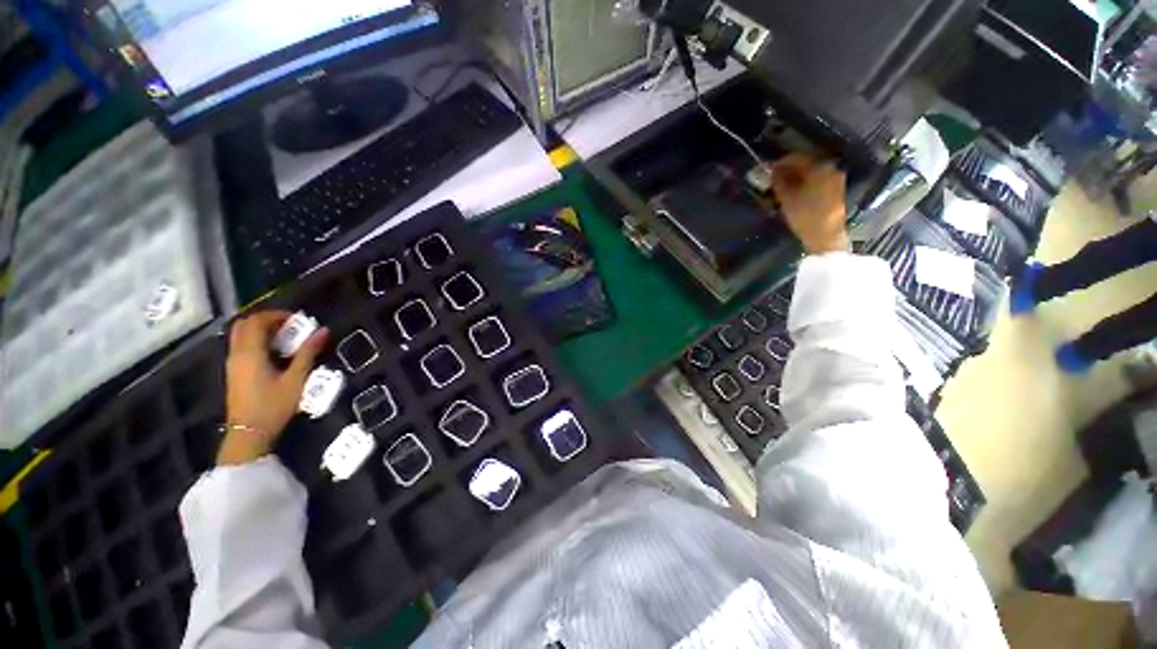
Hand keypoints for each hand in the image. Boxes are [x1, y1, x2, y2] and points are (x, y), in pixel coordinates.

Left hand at [218, 311, 328, 465]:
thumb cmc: (274, 405)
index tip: (298, 319)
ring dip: (261, 330)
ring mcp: (233, 364)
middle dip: (267, 320)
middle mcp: (237, 354)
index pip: (257, 321)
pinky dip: (257, 341)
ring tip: (285, 338)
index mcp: (250, 353)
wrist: (249, 433)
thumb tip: (323, 330)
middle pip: (244, 325)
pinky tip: (275, 353)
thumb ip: (308, 352)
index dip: (277, 315)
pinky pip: (242, 346)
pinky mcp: (234, 372)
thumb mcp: (296, 379)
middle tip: (290, 325)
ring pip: (241, 335)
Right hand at [770, 154, 849, 254]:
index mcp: (819, 168)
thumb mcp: (787, 199)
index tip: (767, 169)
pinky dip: (804, 183)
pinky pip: (816, 180)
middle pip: (805, 164)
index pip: (796, 158)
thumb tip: (771, 171)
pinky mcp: (835, 190)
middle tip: (773, 178)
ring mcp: (835, 179)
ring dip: (796, 178)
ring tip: (781, 186)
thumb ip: (779, 182)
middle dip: (788, 170)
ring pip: (811, 173)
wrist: (825, 236)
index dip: (780, 163)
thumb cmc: (805, 216)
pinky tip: (794, 192)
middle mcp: (830, 169)